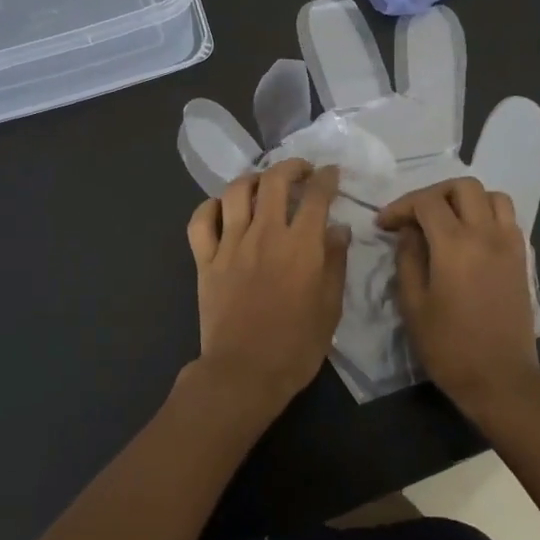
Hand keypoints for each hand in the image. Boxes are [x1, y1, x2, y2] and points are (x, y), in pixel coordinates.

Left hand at [184, 160, 347, 420]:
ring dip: (252, 179)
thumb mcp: (330, 307)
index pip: (315, 196)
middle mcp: (264, 234)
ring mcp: (230, 244)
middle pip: (274, 181)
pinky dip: (210, 207)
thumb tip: (338, 229)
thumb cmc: (296, 345)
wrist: (244, 372)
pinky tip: (221, 208)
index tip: (331, 173)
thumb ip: (335, 263)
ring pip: (235, 192)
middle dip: (291, 167)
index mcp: (300, 245)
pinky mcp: (205, 260)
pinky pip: (201, 221)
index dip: (326, 178)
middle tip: (301, 170)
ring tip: (262, 183)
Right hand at [378, 179, 539, 412]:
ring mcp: (509, 245)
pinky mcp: (522, 259)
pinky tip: (469, 239)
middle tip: (415, 216)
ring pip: (493, 196)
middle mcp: (487, 235)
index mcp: (455, 245)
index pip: (427, 202)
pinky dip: (487, 215)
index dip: (400, 206)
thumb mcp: (413, 305)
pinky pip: (507, 219)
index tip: (384, 224)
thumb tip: (409, 232)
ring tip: (446, 221)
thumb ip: (408, 259)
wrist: (500, 378)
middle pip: (464, 187)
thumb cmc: (449, 346)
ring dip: (466, 200)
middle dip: (434, 194)